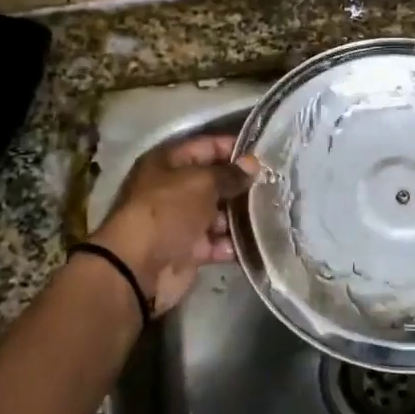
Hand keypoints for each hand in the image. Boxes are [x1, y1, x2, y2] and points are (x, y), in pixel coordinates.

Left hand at [90, 135, 256, 314]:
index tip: (263, 153)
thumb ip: (229, 173)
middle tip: (275, 184)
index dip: (232, 147)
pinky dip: (233, 243)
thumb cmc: (167, 211)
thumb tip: (252, 164)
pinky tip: (258, 241)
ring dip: (241, 216)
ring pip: (217, 214)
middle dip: (240, 185)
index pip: (205, 146)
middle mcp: (172, 190)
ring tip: (273, 213)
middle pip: (212, 182)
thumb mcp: (202, 183)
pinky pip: (216, 243)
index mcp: (167, 163)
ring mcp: (180, 222)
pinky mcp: (188, 251)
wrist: (139, 266)